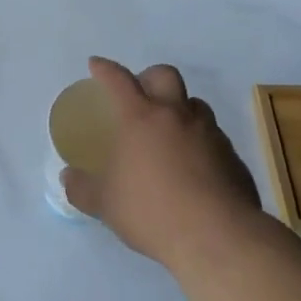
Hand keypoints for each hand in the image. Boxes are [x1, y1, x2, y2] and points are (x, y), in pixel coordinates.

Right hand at [61, 57, 264, 269]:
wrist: (216, 236)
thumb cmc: (151, 211)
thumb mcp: (104, 204)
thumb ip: (82, 188)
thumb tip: (68, 177)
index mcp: (140, 118)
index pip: (119, 80)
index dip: (105, 69)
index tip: (96, 64)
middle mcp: (176, 115)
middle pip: (165, 75)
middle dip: (149, 76)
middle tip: (140, 94)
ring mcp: (209, 133)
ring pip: (194, 104)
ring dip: (179, 109)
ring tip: (169, 132)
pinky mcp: (231, 156)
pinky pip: (213, 137)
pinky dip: (200, 142)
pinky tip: (194, 167)